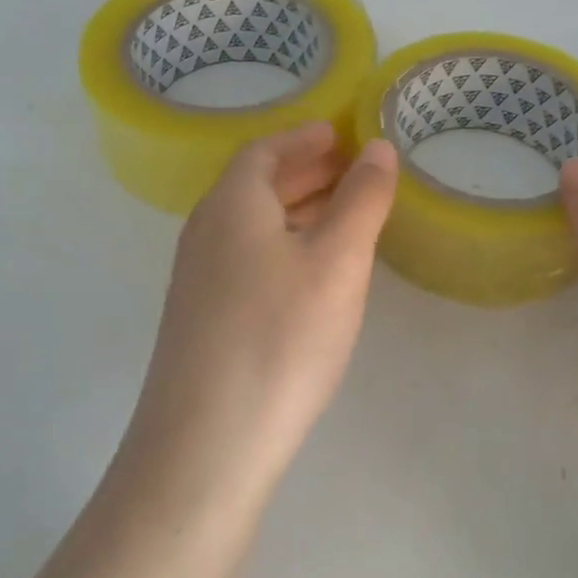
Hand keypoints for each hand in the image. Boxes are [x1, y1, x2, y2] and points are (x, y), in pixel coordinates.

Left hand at [126, 121, 398, 486]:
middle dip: (307, 171)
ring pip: (253, 224)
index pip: (266, 150)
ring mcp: (199, 278)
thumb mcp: (337, 261)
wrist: (206, 444)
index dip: (305, 137)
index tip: (342, 133)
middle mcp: (207, 231)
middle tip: (355, 170)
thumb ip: (362, 199)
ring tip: (345, 214)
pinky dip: (285, 244)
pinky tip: (313, 272)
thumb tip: (378, 148)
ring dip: (297, 208)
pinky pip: (248, 257)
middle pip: (257, 184)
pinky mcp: (203, 318)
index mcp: (232, 204)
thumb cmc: (280, 337)